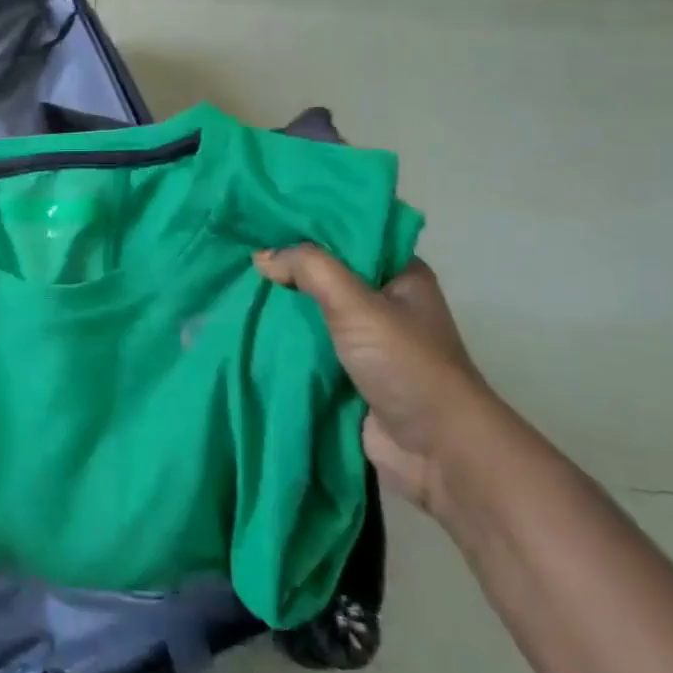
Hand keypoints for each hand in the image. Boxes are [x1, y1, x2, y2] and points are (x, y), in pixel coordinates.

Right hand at [254, 246, 495, 517]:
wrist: (438, 453)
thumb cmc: (406, 365)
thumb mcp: (357, 304)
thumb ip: (309, 270)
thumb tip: (262, 256)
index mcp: (400, 274)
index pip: (347, 235)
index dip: (307, 226)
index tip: (262, 219)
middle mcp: (384, 303)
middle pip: (326, 275)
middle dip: (286, 269)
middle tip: (238, 252)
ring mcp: (366, 342)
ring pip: (313, 313)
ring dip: (281, 308)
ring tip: (234, 286)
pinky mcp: (349, 376)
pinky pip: (308, 349)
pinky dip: (282, 342)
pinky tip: (246, 327)